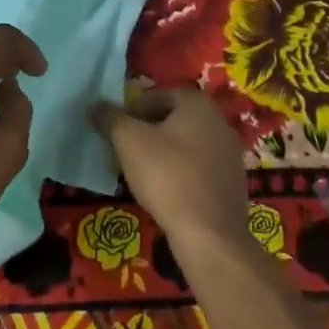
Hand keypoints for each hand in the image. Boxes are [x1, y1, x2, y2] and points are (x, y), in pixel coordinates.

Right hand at [91, 86, 249, 259]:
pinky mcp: (233, 182)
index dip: (133, 109)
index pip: (159, 95)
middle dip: (147, 130)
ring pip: (187, 144)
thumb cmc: (167, 176)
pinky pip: (199, 167)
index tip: (116, 129)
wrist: (209, 233)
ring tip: (141, 171)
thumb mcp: (129, 141)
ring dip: (164, 152)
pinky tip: (165, 190)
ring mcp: (231, 153)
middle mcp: (220, 121)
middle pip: (174, 118)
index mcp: (198, 104)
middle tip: (125, 148)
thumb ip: (110, 118)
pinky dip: (181, 172)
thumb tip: (95, 105)